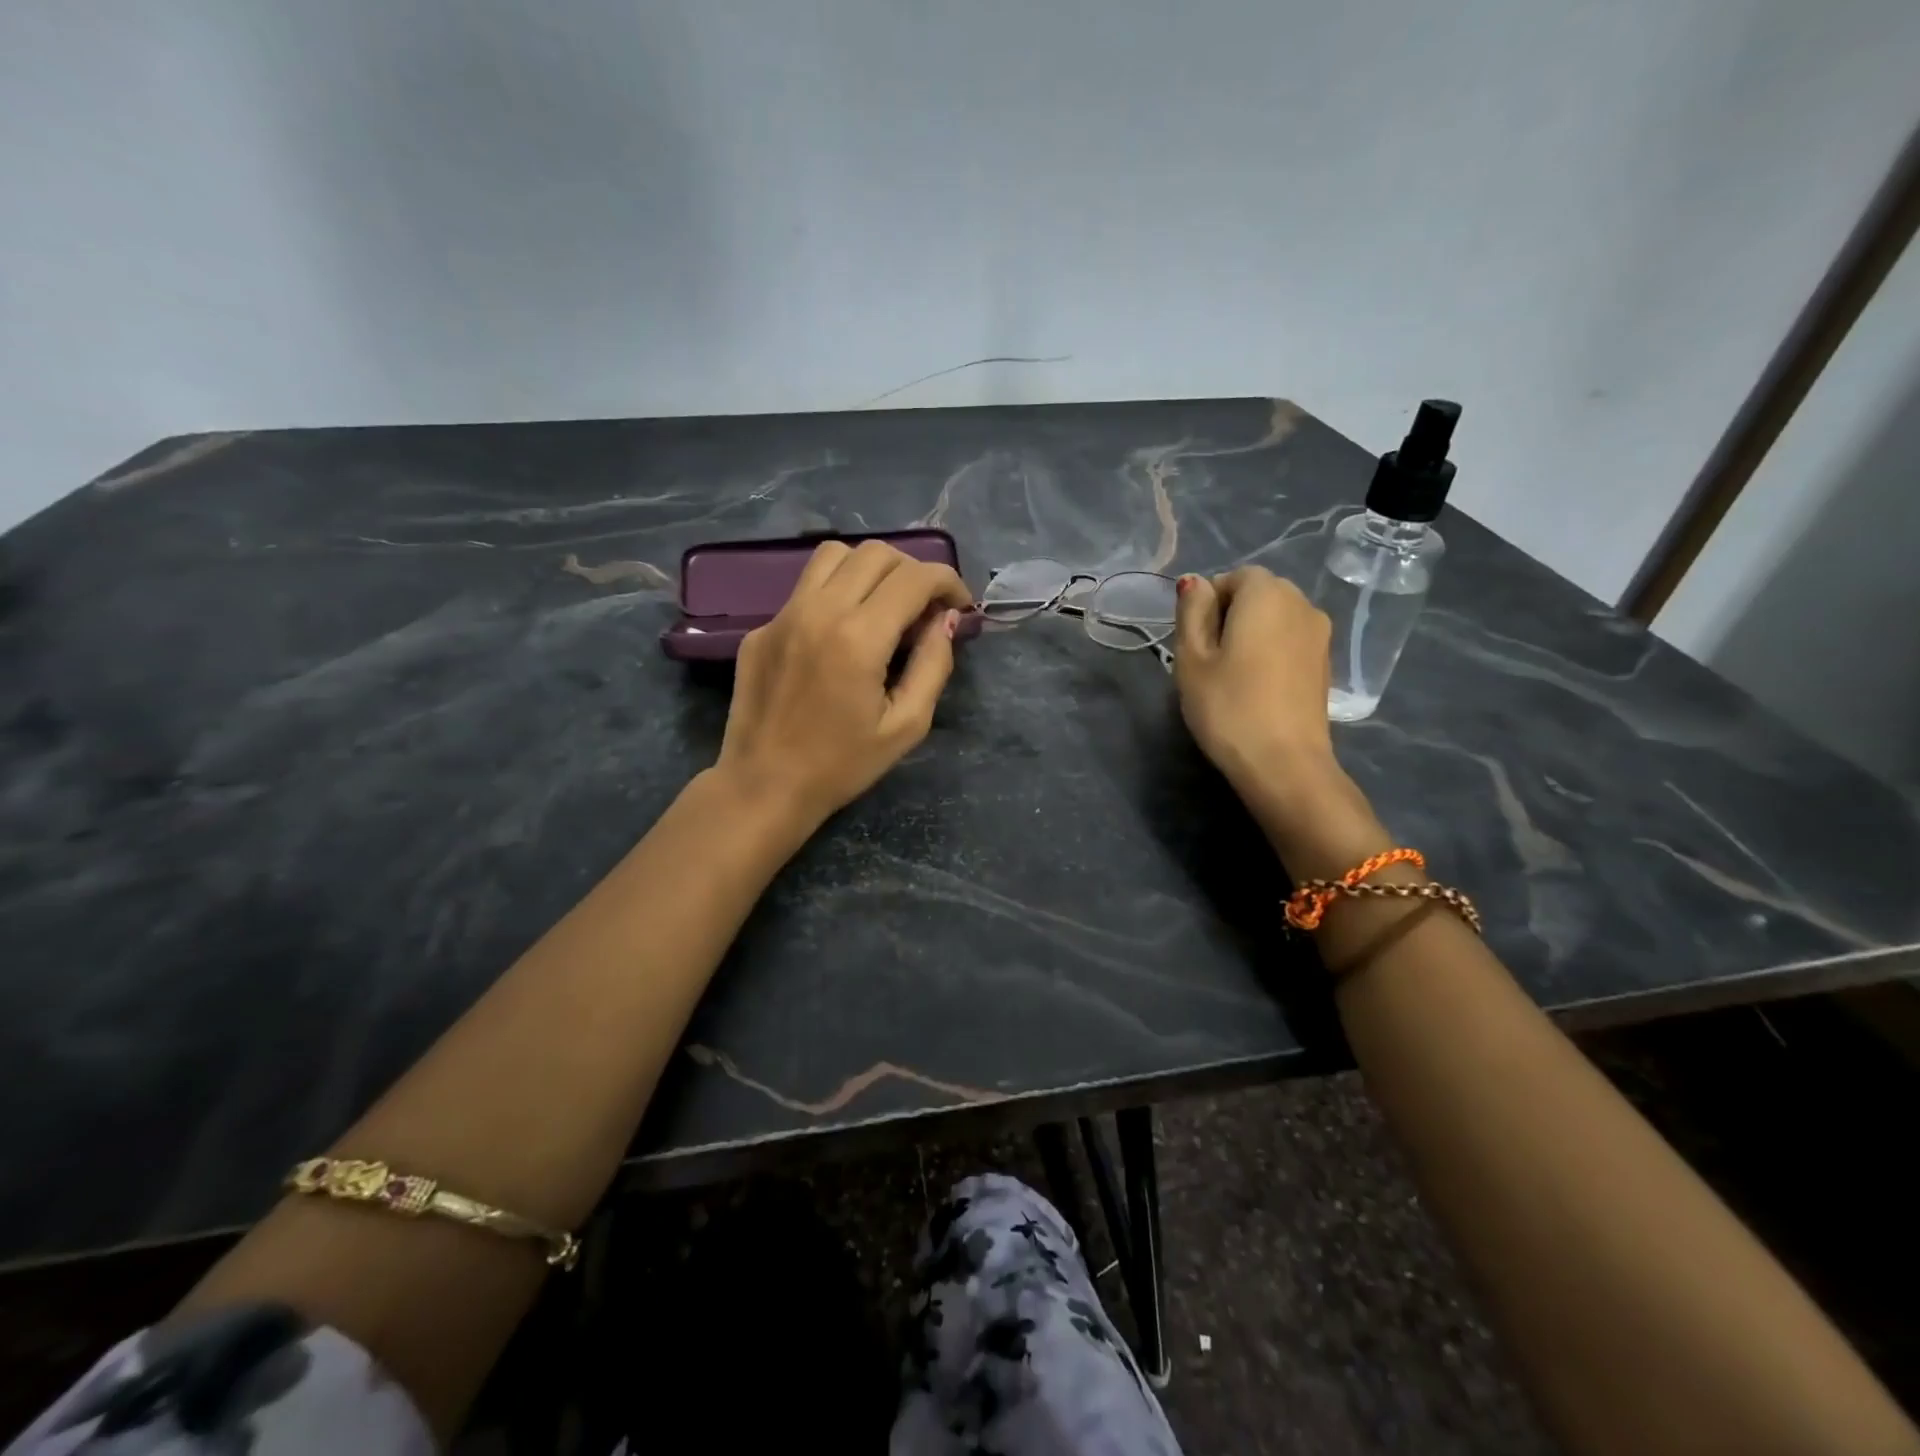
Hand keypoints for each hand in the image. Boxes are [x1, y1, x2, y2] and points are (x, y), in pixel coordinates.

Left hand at [714, 540, 972, 828]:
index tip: (958, 606)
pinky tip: (840, 636)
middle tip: (924, 609)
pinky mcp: (761, 628)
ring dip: (870, 570)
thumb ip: (933, 665)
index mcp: (859, 638)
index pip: (914, 577)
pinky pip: (805, 589)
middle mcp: (818, 611)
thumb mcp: (907, 726)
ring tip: (883, 607)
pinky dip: (835, 595)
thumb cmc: (842, 765)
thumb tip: (944, 620)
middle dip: (913, 572)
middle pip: (876, 553)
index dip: (948, 582)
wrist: (764, 786)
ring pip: (834, 555)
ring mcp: (783, 615)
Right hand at [1173, 566, 1386, 874]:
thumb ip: (1192, 612)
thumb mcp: (1191, 658)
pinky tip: (1257, 688)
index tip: (1195, 642)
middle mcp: (1301, 603)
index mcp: (1266, 593)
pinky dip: (1271, 653)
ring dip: (1252, 635)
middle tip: (1207, 660)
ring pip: (1275, 619)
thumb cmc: (1227, 706)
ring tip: (1231, 676)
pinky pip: (1290, 642)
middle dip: (1230, 615)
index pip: (1233, 577)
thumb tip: (1195, 582)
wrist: (1283, 764)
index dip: (1208, 604)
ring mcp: (1320, 634)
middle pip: (1258, 594)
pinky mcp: (1325, 664)